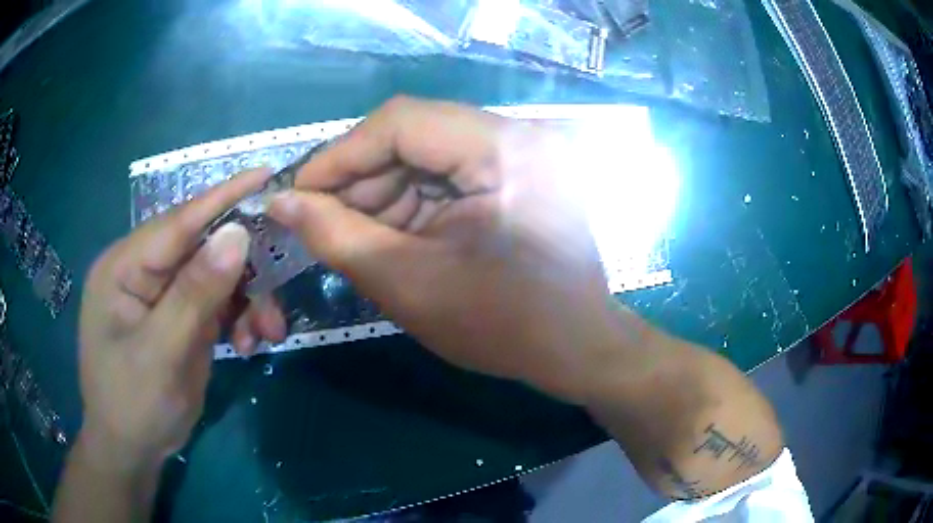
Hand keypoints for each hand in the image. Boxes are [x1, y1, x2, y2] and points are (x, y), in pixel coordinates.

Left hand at [77, 169, 284, 470]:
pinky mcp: (179, 317)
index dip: (222, 198)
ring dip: (247, 300)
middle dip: (243, 272)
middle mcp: (143, 271)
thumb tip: (236, 233)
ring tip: (265, 334)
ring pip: (217, 276)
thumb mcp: (160, 354)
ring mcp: (162, 294)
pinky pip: (218, 302)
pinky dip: (239, 318)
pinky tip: (247, 344)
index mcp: (124, 267)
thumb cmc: (132, 405)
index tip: (266, 173)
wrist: (132, 451)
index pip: (177, 222)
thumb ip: (194, 294)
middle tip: (274, 305)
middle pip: (203, 249)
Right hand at [270, 97, 621, 401]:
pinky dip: (415, 199)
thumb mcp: (407, 283)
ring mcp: (525, 151)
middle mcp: (520, 134)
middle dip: (361, 177)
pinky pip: (451, 170)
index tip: (299, 191)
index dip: (340, 155)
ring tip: (358, 233)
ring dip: (385, 190)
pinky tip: (395, 232)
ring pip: (429, 151)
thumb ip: (335, 235)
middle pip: (415, 132)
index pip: (400, 121)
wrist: (576, 349)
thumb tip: (281, 200)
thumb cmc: (502, 327)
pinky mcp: (523, 171)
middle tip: (323, 219)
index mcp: (503, 150)